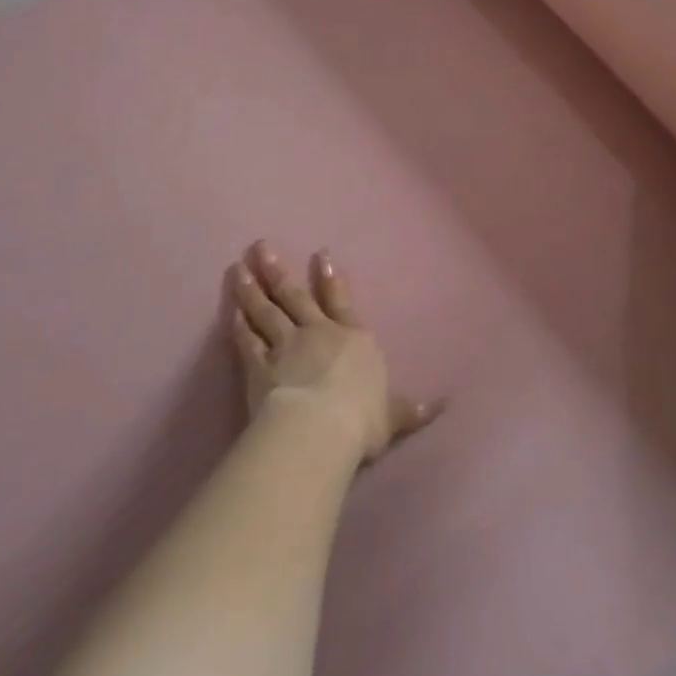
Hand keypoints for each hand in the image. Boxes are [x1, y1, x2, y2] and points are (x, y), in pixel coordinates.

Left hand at [226, 241, 444, 465]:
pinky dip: (238, 326)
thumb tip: (443, 405)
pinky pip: (247, 341)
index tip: (319, 254)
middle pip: (294, 296)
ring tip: (238, 267)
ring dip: (251, 289)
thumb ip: (411, 410)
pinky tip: (231, 312)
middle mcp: (318, 333)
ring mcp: (285, 346)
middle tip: (260, 246)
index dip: (330, 279)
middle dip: (278, 271)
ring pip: (266, 311)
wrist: (318, 429)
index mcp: (353, 339)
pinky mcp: (258, 367)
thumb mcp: (393, 416)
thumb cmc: (361, 418)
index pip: (341, 302)